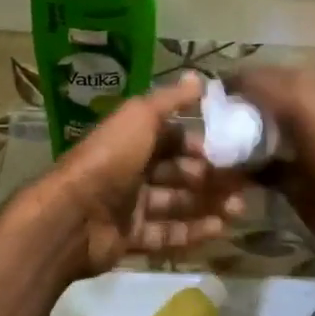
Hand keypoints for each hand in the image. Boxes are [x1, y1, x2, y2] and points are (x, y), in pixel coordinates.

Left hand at [48, 73, 246, 274]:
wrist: (72, 215)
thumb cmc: (110, 158)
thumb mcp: (140, 117)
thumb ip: (171, 99)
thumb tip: (200, 78)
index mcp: (133, 139)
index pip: (173, 139)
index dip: (200, 144)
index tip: (230, 150)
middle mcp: (131, 169)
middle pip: (178, 172)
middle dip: (210, 177)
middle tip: (242, 184)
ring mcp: (130, 206)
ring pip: (176, 204)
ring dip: (208, 204)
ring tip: (239, 208)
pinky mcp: (130, 238)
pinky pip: (166, 234)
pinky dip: (193, 232)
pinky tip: (220, 229)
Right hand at [225, 67, 314, 249]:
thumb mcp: (296, 190)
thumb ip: (266, 171)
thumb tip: (243, 168)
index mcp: (294, 100)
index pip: (248, 79)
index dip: (227, 88)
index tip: (214, 105)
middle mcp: (314, 85)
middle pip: (271, 74)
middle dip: (251, 88)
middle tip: (236, 114)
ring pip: (296, 80)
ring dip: (277, 93)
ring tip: (264, 121)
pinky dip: (300, 100)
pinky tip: (299, 128)